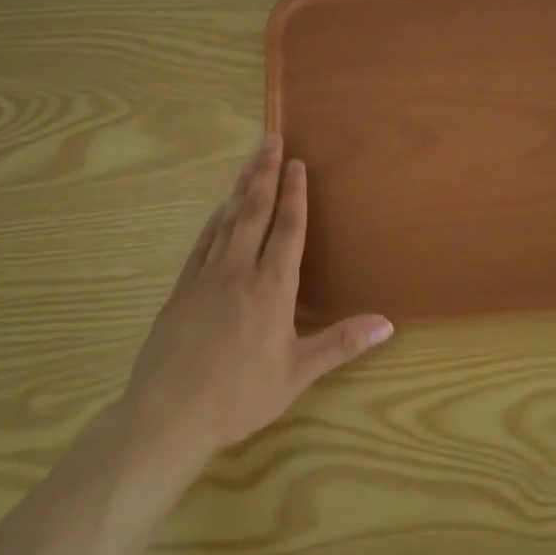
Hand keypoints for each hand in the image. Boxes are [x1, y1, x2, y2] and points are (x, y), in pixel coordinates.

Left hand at [122, 134, 392, 465]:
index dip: (294, 194)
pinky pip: (202, 243)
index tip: (297, 163)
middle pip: (255, 211)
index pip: (287, 228)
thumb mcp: (297, 373)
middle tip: (271, 139)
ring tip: (250, 162)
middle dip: (265, 173)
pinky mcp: (182, 289)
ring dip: (241, 188)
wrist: (168, 415)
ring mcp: (206, 277)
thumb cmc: (240, 395)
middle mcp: (239, 271)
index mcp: (272, 287)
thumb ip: (341, 343)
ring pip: (227, 221)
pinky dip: (214, 220)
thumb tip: (387, 324)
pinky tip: (220, 210)